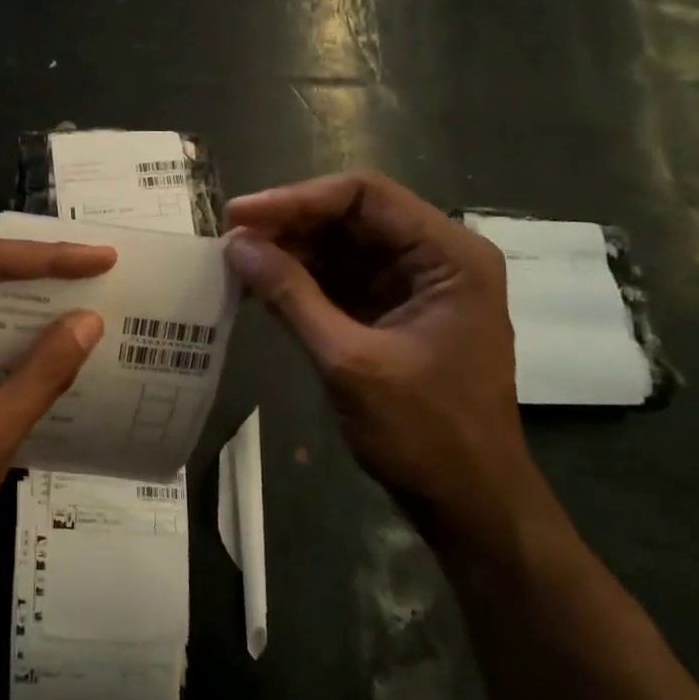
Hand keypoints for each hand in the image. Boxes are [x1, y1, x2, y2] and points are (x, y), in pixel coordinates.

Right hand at [226, 173, 554, 548]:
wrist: (468, 504)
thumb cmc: (424, 433)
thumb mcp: (349, 361)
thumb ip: (291, 296)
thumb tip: (236, 245)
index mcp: (447, 255)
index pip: (365, 195)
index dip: (296, 199)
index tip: (240, 218)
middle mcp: (434, 257)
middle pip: (351, 217)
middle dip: (289, 226)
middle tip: (230, 242)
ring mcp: (413, 286)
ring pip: (340, 247)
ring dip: (289, 253)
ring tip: (236, 264)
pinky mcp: (391, 313)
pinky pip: (339, 280)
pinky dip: (300, 282)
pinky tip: (260, 289)